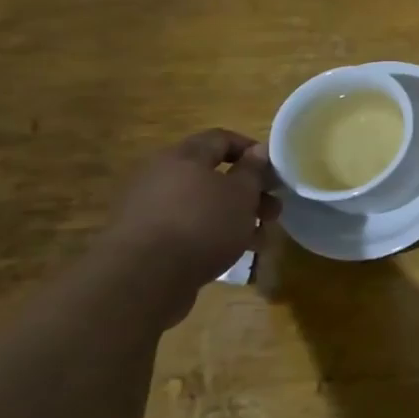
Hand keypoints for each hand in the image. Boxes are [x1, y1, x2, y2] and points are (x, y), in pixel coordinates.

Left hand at [98, 130, 275, 305]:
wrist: (143, 279)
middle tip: (272, 210)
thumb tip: (259, 150)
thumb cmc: (202, 224)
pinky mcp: (146, 240)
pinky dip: (212, 235)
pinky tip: (233, 253)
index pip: (221, 139)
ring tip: (259, 237)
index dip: (252, 150)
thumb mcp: (241, 194)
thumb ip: (253, 170)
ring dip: (235, 216)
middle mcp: (161, 177)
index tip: (275, 171)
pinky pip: (188, 228)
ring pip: (203, 205)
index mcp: (183, 157)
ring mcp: (150, 209)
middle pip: (213, 175)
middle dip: (248, 192)